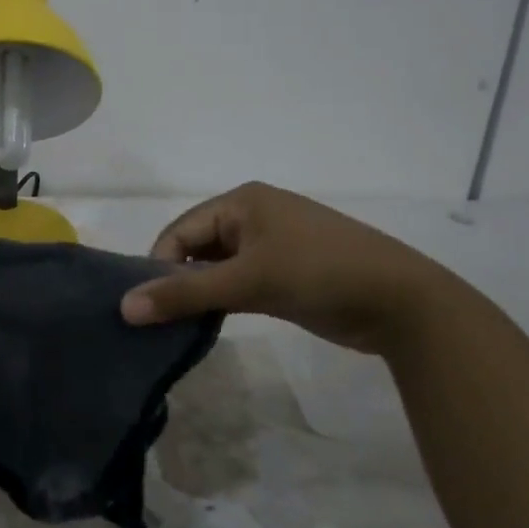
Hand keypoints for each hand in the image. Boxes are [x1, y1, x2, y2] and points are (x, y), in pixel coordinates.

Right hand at [119, 182, 456, 352]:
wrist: (402, 302)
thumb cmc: (319, 273)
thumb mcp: (248, 281)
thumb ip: (185, 294)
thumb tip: (125, 307)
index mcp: (242, 201)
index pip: (181, 229)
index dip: (159, 264)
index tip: (145, 305)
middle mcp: (253, 217)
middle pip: (197, 247)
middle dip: (178, 280)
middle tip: (158, 319)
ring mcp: (272, 246)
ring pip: (217, 268)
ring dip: (200, 293)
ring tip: (179, 325)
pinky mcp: (285, 274)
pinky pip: (239, 282)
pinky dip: (223, 300)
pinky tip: (210, 324)